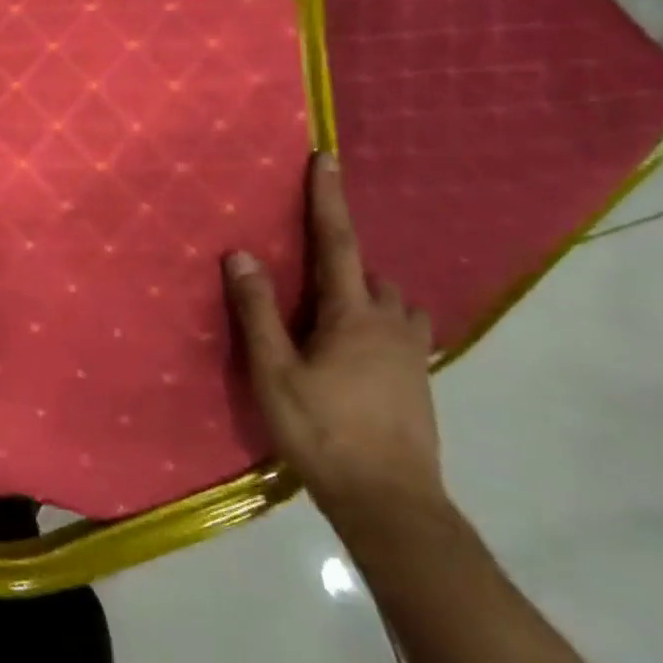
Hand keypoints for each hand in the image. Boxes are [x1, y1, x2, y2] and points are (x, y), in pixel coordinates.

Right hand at [223, 152, 443, 533]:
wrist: (391, 503)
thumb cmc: (323, 431)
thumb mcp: (274, 371)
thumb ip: (257, 311)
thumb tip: (241, 254)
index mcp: (353, 315)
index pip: (336, 242)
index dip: (328, 198)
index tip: (327, 159)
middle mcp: (391, 324)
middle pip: (369, 273)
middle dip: (343, 262)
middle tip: (308, 278)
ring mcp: (412, 354)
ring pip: (394, 303)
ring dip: (367, 293)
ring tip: (334, 311)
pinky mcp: (420, 381)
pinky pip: (403, 330)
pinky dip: (381, 323)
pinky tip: (358, 351)